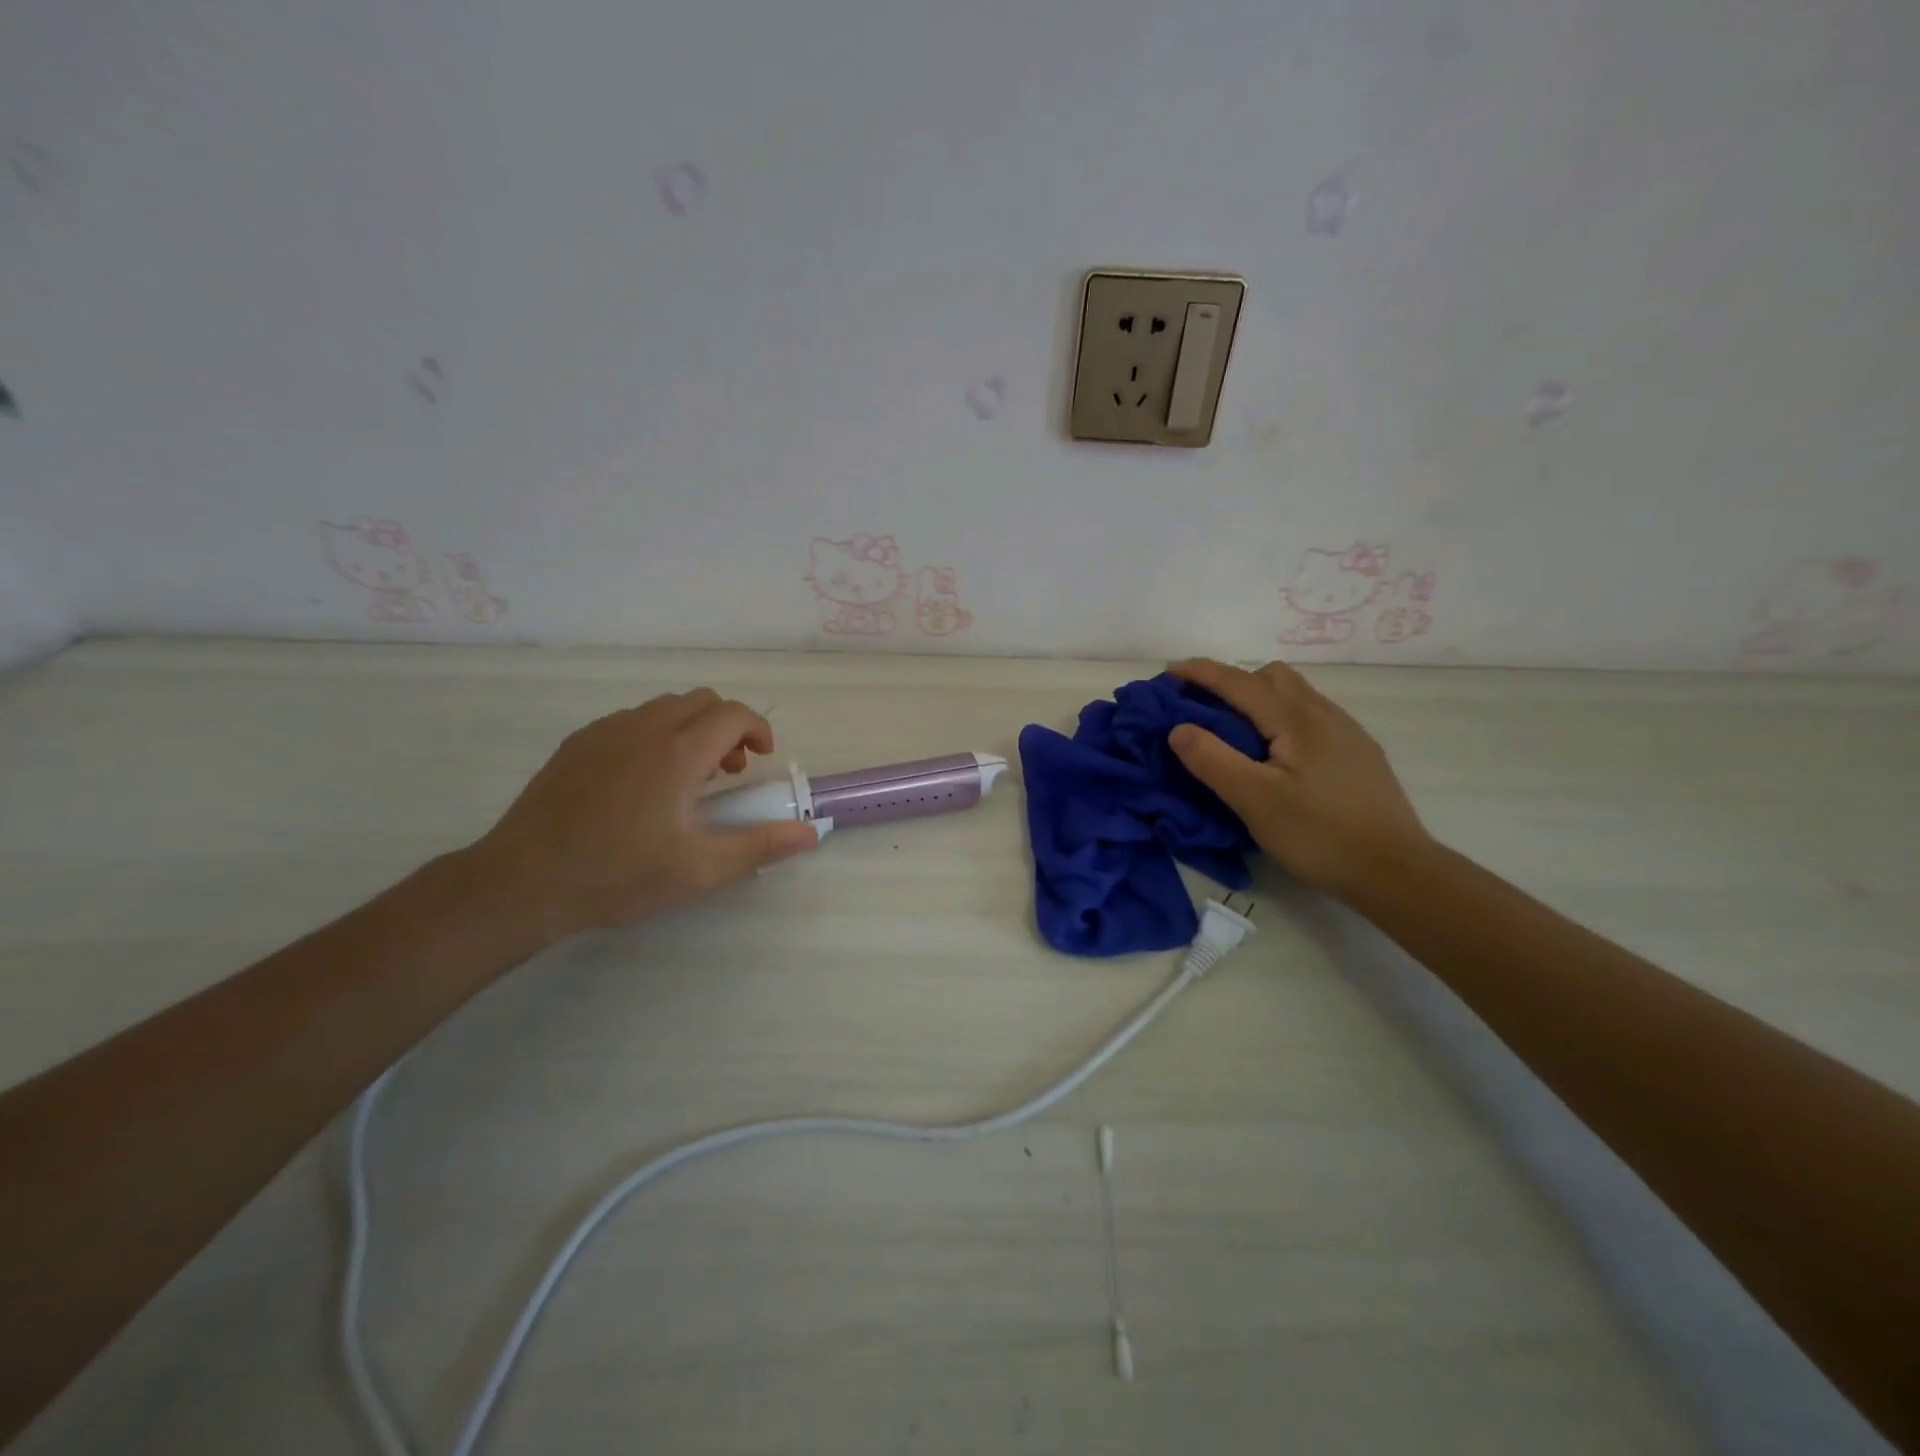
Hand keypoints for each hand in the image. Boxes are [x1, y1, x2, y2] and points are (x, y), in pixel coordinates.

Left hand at [466, 689, 819, 941]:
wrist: (522, 881)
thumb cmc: (618, 875)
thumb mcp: (699, 870)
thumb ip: (760, 845)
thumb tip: (812, 834)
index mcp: (679, 753)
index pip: (733, 714)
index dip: (758, 729)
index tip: (761, 759)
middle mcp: (644, 729)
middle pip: (701, 700)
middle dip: (727, 726)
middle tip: (728, 772)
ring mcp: (605, 732)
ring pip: (664, 708)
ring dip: (691, 729)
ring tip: (688, 778)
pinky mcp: (576, 744)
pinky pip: (630, 721)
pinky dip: (655, 735)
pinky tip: (642, 782)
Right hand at [1166, 659, 1431, 900]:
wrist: (1396, 872)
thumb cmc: (1319, 835)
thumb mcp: (1254, 801)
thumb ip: (1212, 760)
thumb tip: (1178, 728)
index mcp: (1297, 719)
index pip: (1240, 681)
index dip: (1202, 673)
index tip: (1169, 671)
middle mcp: (1325, 714)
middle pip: (1273, 677)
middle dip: (1233, 682)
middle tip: (1203, 709)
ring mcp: (1347, 733)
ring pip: (1295, 696)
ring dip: (1258, 700)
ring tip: (1235, 733)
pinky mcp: (1358, 755)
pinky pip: (1310, 718)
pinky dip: (1280, 719)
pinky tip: (1276, 757)